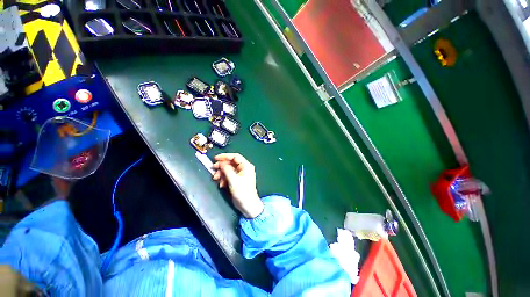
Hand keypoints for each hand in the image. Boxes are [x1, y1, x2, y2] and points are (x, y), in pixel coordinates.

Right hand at [213, 153, 263, 218]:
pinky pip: (229, 176)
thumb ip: (226, 169)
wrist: (248, 205)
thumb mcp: (233, 179)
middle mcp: (244, 168)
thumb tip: (221, 163)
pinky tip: (221, 185)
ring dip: (222, 174)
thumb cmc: (242, 191)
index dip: (225, 156)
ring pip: (229, 170)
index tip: (216, 158)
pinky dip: (224, 179)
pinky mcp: (237, 180)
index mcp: (246, 166)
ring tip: (216, 179)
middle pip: (231, 163)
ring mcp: (241, 174)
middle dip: (222, 167)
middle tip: (213, 169)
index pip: (235, 156)